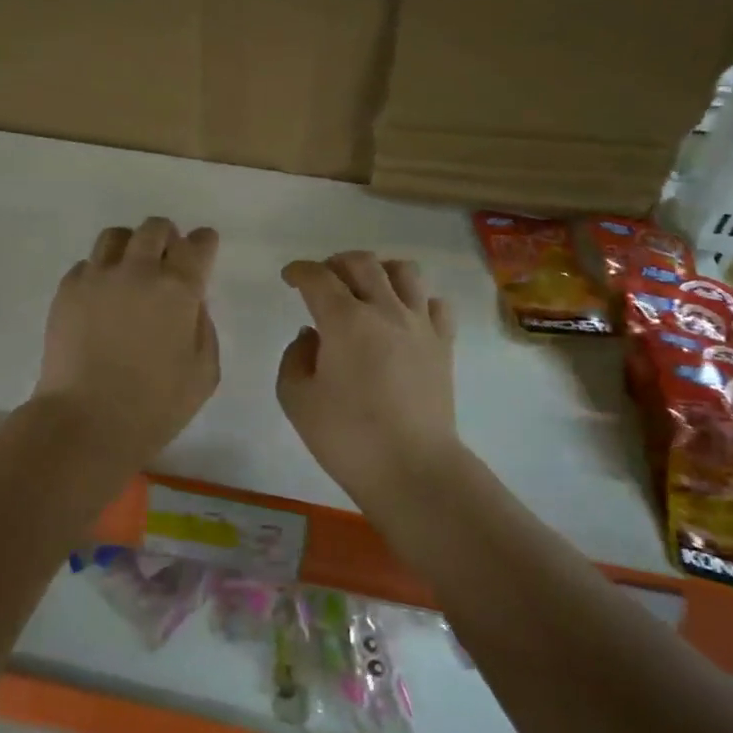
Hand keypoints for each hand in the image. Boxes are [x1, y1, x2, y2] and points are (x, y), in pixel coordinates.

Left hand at [32, 218, 220, 466]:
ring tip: (130, 271)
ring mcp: (97, 277)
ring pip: (115, 236)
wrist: (86, 421)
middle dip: (167, 238)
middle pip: (154, 228)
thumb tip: (191, 303)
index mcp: (178, 289)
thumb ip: (203, 327)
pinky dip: (99, 272)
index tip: (203, 250)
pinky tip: (101, 299)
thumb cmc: (155, 406)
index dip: (204, 243)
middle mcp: (138, 271)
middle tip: (167, 261)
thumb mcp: (204, 372)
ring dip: (130, 246)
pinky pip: (86, 265)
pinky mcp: (66, 291)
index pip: (197, 245)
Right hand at [277, 253, 461, 506]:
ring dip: (379, 270)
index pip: (318, 277)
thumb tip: (312, 337)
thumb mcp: (296, 398)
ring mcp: (420, 325)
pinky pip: (435, 304)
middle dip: (335, 263)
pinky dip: (416, 300)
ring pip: (404, 272)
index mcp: (344, 320)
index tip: (289, 277)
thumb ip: (295, 357)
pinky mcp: (443, 345)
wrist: (412, 469)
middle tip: (322, 280)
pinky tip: (404, 317)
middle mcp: (385, 310)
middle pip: (362, 263)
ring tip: (366, 289)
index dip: (299, 271)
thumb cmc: (346, 436)